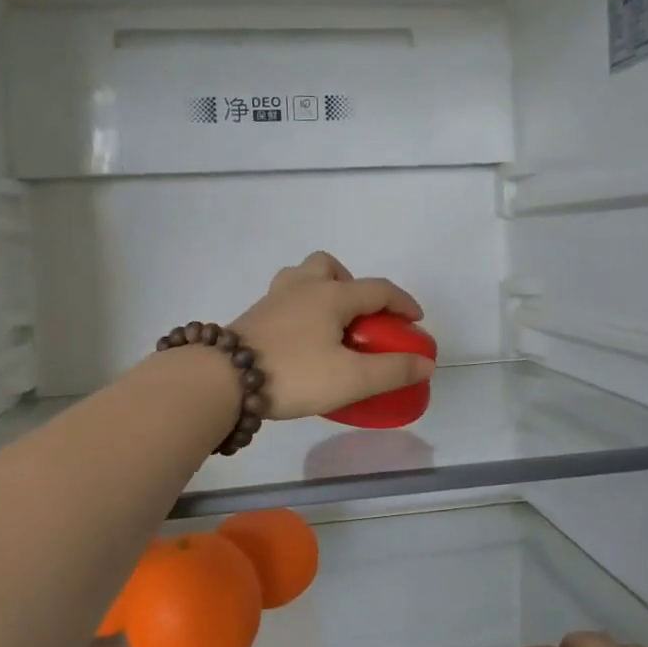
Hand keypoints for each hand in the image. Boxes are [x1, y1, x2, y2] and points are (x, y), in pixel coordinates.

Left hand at [230, 252, 434, 420]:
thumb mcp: (351, 378)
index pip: (377, 289)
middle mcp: (302, 287)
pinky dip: (298, 310)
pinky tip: (299, 341)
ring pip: (301, 277)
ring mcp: (272, 300)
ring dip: (320, 290)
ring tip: (328, 325)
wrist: (221, 380)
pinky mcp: (252, 317)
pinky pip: (283, 300)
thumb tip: (425, 363)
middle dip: (352, 285)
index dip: (402, 302)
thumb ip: (392, 370)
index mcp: (331, 295)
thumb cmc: (293, 374)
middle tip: (359, 317)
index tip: (416, 320)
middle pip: (330, 266)